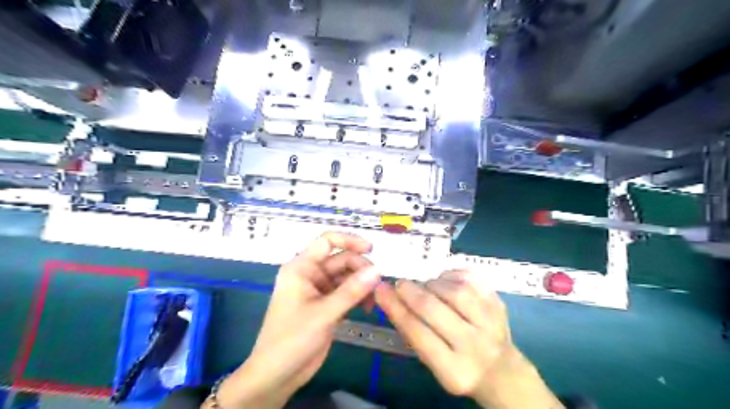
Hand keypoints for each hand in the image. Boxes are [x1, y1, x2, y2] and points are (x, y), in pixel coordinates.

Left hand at [208, 234, 382, 408]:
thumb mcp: (323, 313)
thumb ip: (352, 291)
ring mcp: (319, 290)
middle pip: (341, 260)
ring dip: (362, 284)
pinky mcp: (326, 305)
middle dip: (360, 269)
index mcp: (301, 267)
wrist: (277, 375)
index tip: (371, 249)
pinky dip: (358, 296)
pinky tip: (366, 307)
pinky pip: (346, 292)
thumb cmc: (292, 339)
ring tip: (373, 300)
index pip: (327, 241)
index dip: (349, 240)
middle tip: (376, 286)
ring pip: (346, 277)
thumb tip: (377, 270)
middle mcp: (310, 274)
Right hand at [377, 271, 563, 406]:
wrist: (501, 370)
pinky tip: (444, 281)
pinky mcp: (498, 302)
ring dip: (432, 283)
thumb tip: (387, 295)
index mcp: (454, 370)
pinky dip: (451, 275)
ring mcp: (491, 321)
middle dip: (411, 292)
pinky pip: (470, 278)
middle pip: (435, 309)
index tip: (381, 290)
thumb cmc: (457, 366)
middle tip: (400, 283)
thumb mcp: (432, 362)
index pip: (418, 333)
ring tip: (425, 287)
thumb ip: (412, 331)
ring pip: (454, 290)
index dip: (396, 308)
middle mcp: (475, 346)